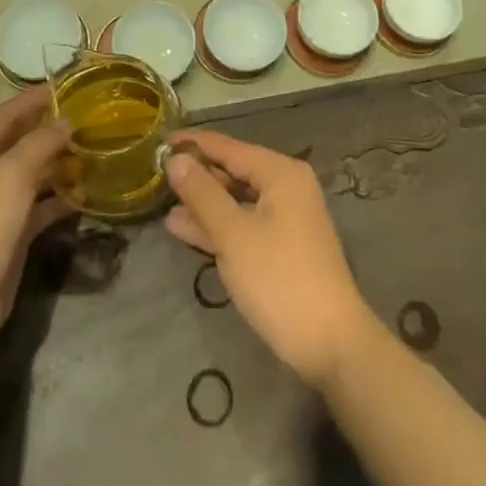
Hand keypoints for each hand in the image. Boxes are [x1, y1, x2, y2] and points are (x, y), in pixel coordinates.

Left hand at [0, 89, 74, 358]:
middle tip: (93, 118)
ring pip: (33, 173)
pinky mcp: (10, 233)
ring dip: (60, 163)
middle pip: (21, 141)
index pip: (8, 112)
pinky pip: (40, 205)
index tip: (71, 86)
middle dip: (53, 130)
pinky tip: (87, 191)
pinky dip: (61, 198)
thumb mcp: (11, 176)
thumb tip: (66, 121)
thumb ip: (40, 143)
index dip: (36, 98)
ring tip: (97, 149)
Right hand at [163, 129, 376, 391]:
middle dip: (196, 175)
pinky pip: (243, 223)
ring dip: (202, 203)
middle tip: (155, 174)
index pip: (228, 147)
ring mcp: (286, 217)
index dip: (193, 144)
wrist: (330, 344)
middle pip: (233, 171)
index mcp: (280, 172)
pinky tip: (183, 228)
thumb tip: (176, 159)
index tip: (159, 140)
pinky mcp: (282, 246)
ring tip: (161, 202)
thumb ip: (202, 194)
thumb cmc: (279, 279)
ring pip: (236, 200)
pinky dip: (217, 225)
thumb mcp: (233, 234)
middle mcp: (286, 186)